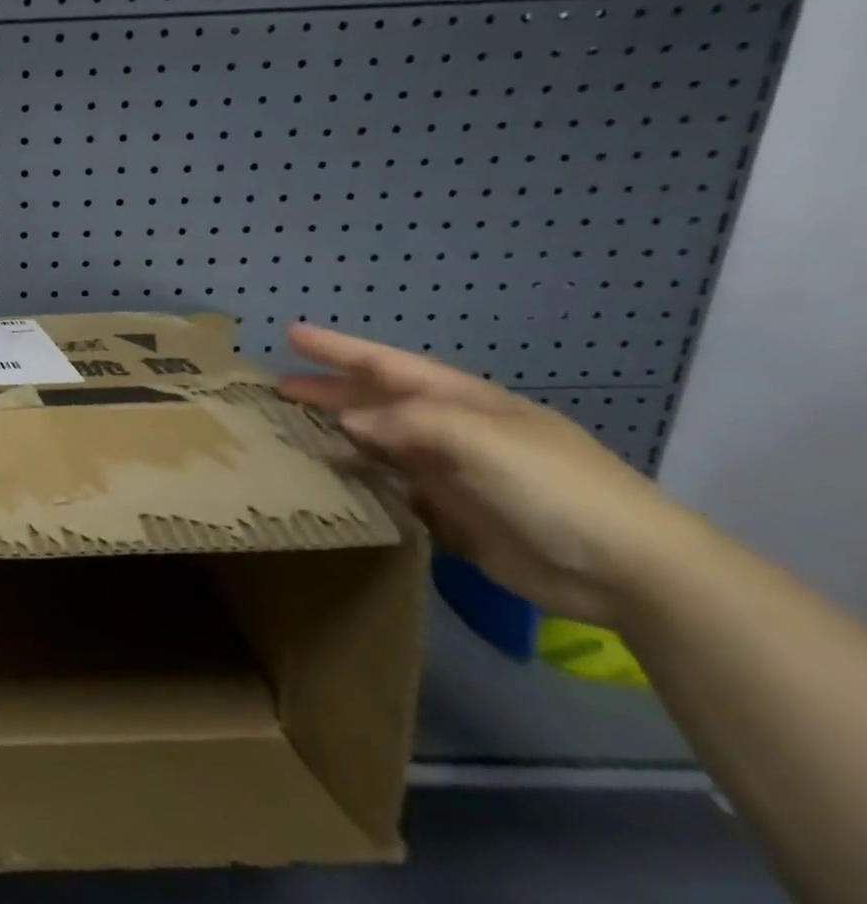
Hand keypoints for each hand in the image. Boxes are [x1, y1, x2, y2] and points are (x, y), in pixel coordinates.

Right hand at [279, 323, 709, 627]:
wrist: (626, 569)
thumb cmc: (555, 487)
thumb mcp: (482, 440)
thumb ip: (410, 424)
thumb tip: (348, 421)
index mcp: (461, 401)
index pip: (386, 364)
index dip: (338, 349)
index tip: (292, 334)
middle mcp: (448, 430)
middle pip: (376, 402)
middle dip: (329, 391)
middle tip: (276, 389)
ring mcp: (449, 473)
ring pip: (378, 445)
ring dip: (337, 435)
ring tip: (291, 432)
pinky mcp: (449, 515)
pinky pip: (390, 489)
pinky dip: (359, 482)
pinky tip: (332, 483)